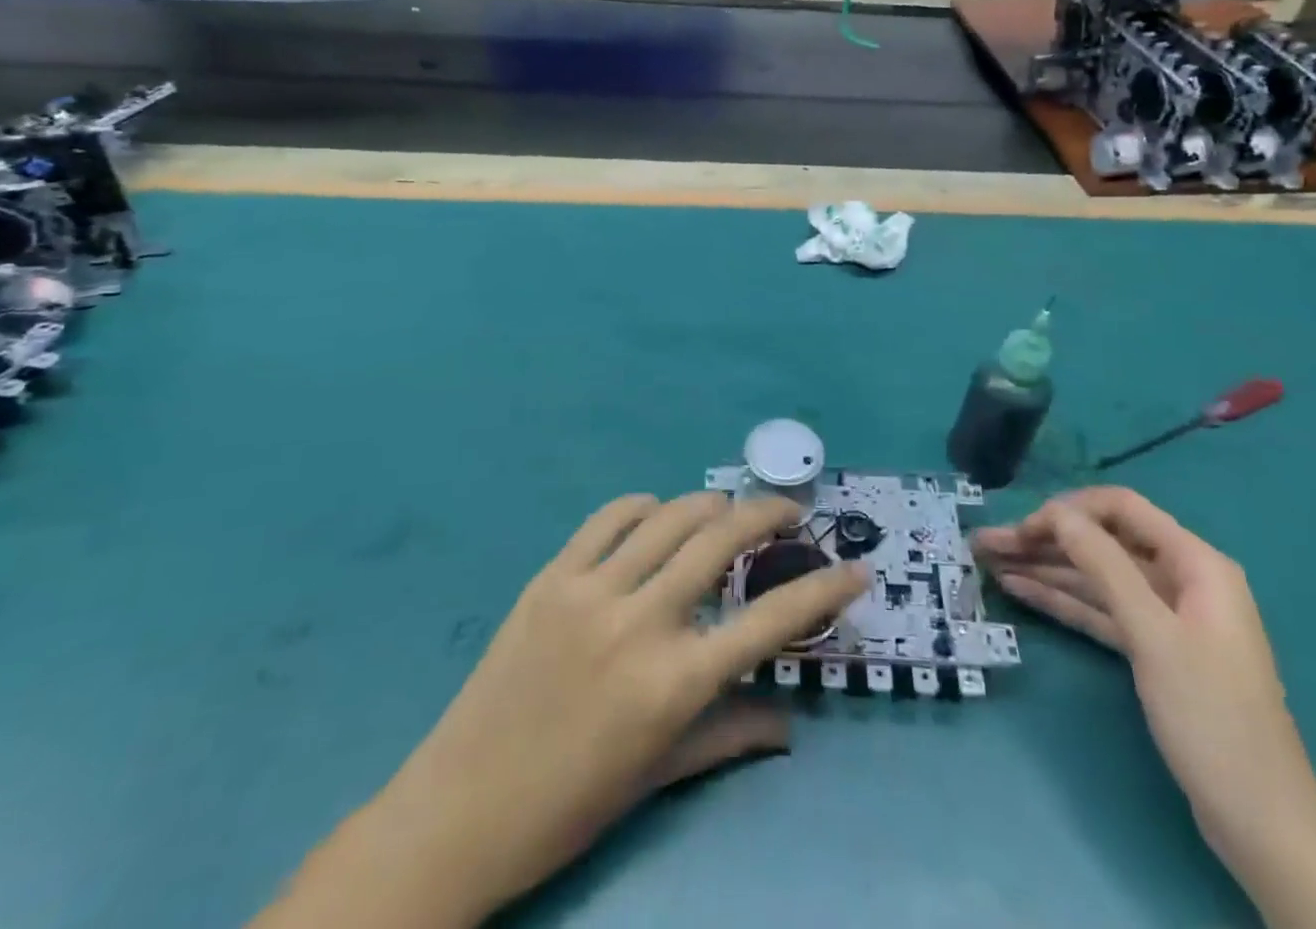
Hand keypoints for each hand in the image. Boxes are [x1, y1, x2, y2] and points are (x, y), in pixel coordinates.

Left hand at [255, 492, 867, 928]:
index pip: (770, 622)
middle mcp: (641, 623)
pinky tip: (657, 514)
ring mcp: (591, 591)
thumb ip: (731, 736)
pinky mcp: (551, 576)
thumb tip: (790, 721)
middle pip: (722, 540)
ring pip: (671, 516)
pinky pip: (609, 518)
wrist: (459, 810)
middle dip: (769, 515)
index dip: (823, 591)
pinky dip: (644, 506)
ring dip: (711, 504)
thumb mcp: (660, 776)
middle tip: (790, 512)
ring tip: (729, 512)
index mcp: (674, 685)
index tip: (855, 570)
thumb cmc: (570, 806)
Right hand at [970, 487, 1315, 860]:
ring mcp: (1165, 617)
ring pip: (1096, 578)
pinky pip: (1101, 611)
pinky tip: (1020, 590)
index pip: (1120, 509)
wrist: (1262, 825)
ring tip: (990, 563)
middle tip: (986, 545)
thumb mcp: (1153, 634)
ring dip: (1046, 569)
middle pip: (1103, 543)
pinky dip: (1063, 601)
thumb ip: (1104, 565)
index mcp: (1195, 563)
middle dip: (1045, 540)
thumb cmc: (1211, 717)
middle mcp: (1180, 579)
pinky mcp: (1153, 650)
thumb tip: (1058, 512)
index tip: (1022, 527)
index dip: (1068, 510)